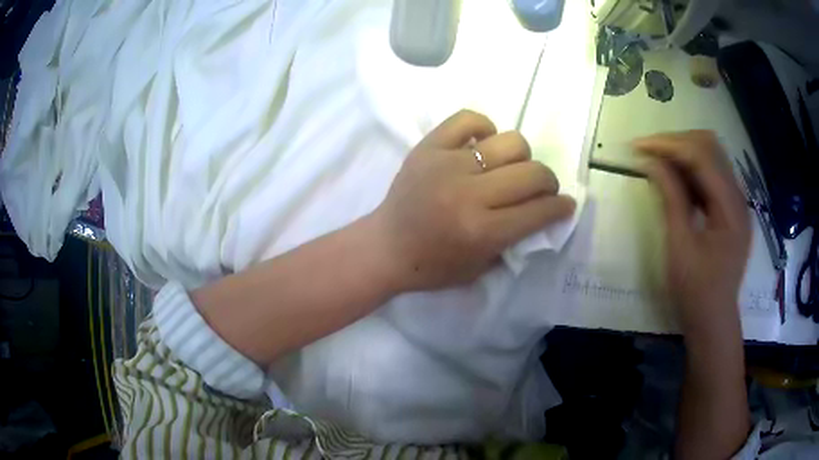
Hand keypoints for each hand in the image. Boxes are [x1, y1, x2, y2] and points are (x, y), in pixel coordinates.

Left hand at [371, 110, 575, 290]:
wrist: (385, 247)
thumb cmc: (432, 265)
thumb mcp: (480, 267)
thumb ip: (514, 239)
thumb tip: (542, 210)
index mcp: (482, 231)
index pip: (539, 210)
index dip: (561, 207)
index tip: (565, 205)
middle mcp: (469, 194)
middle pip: (532, 173)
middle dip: (548, 183)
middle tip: (541, 189)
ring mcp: (448, 164)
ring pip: (510, 142)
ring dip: (521, 157)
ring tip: (510, 167)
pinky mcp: (429, 147)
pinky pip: (468, 119)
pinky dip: (483, 128)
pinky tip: (482, 144)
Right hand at [634, 130, 750, 332]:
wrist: (714, 321)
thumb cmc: (696, 292)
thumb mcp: (680, 247)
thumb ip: (671, 199)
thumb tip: (650, 163)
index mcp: (730, 208)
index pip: (702, 155)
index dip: (669, 145)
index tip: (639, 147)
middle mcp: (738, 197)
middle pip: (710, 146)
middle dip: (677, 142)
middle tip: (648, 153)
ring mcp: (737, 202)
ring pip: (712, 156)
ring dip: (684, 153)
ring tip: (658, 163)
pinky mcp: (731, 209)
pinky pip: (712, 176)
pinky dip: (692, 170)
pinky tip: (675, 180)